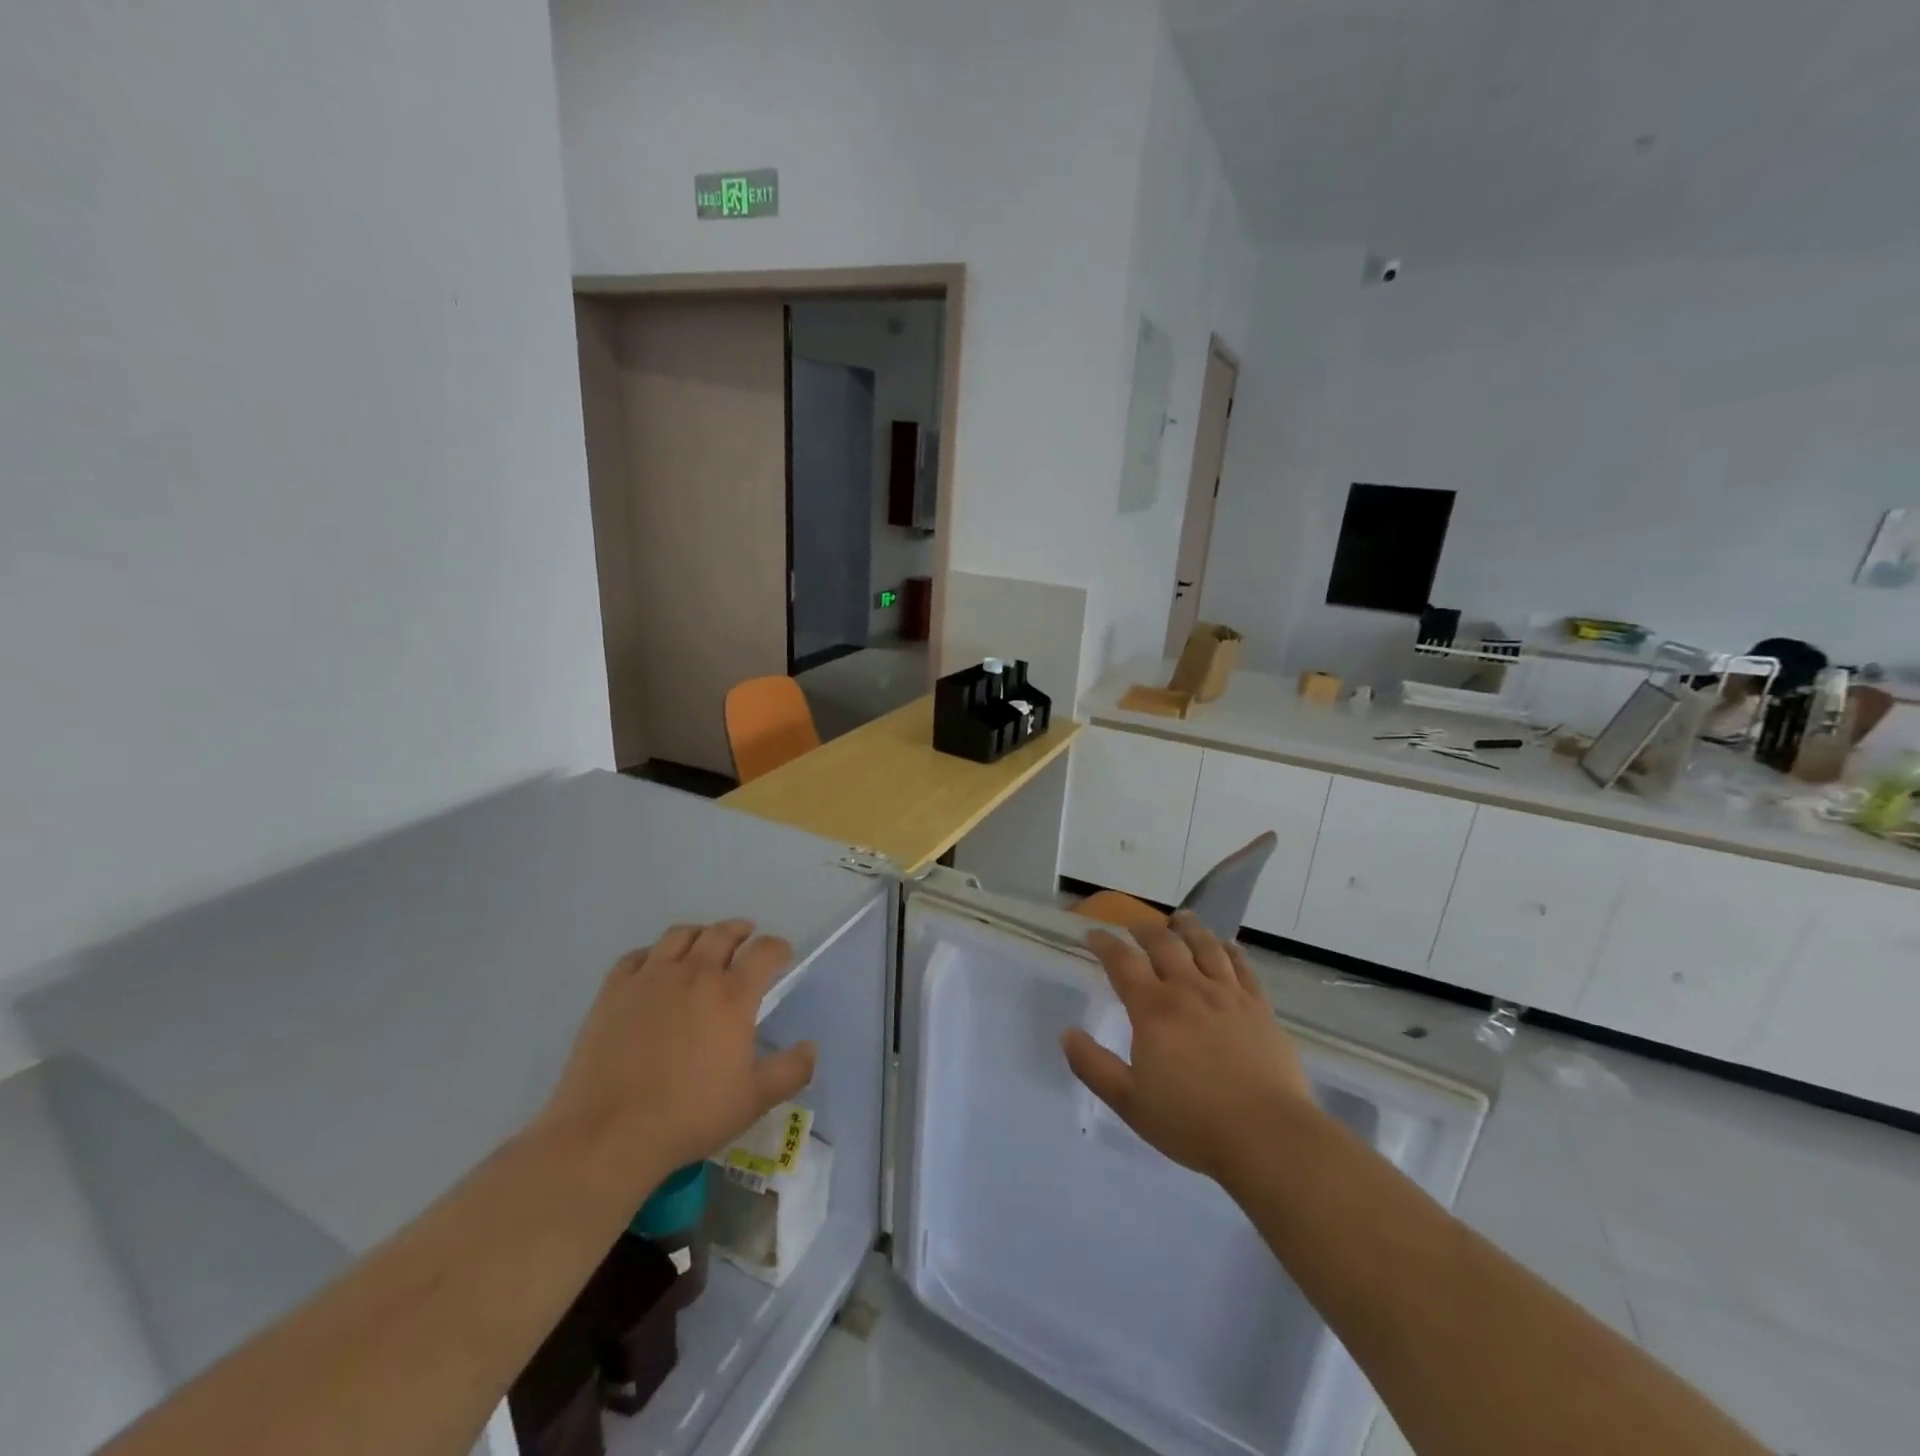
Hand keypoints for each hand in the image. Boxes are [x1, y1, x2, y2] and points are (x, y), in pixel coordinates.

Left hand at [543, 921, 816, 1191]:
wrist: (609, 1133)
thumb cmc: (690, 1116)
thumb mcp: (754, 1101)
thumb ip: (791, 1071)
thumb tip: (811, 1047)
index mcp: (732, 996)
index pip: (764, 951)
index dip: (777, 947)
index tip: (782, 954)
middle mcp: (695, 974)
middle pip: (722, 933)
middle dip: (740, 931)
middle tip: (745, 937)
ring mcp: (650, 978)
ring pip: (679, 935)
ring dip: (699, 933)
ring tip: (703, 943)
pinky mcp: (614, 990)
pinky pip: (637, 956)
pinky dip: (653, 954)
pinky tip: (654, 967)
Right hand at [1061, 913, 1315, 1184]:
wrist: (1268, 1136)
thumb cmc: (1192, 1123)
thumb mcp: (1129, 1102)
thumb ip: (1093, 1066)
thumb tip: (1067, 1034)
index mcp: (1153, 1009)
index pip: (1122, 962)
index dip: (1105, 944)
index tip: (1094, 934)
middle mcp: (1189, 990)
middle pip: (1164, 944)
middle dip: (1145, 930)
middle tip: (1134, 925)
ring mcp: (1228, 996)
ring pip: (1206, 947)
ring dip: (1189, 928)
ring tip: (1181, 918)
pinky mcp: (1260, 1009)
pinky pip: (1244, 968)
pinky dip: (1231, 951)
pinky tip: (1227, 946)